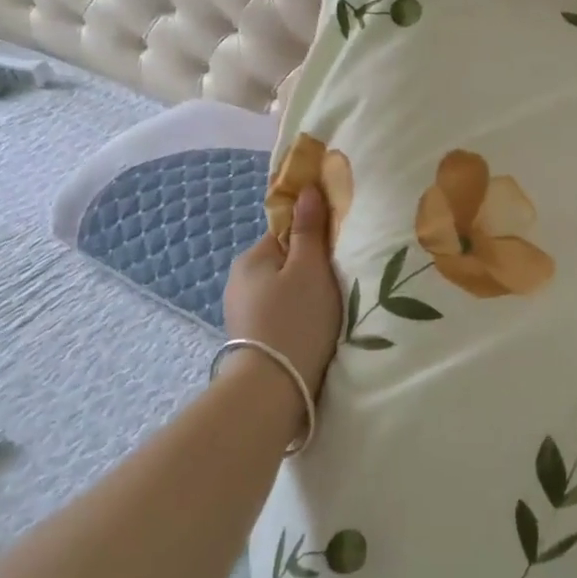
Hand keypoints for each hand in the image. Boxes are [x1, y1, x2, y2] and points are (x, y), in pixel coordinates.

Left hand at [223, 186, 342, 397]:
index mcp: (252, 258)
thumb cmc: (296, 320)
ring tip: (327, 312)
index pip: (287, 231)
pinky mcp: (250, 337)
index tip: (337, 253)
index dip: (314, 238)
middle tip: (337, 285)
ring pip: (281, 289)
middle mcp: (239, 280)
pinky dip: (294, 317)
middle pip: (284, 261)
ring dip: (302, 295)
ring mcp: (241, 311)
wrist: (273, 388)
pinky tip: (311, 331)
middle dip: (309, 269)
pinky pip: (278, 313)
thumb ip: (310, 229)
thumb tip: (307, 189)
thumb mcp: (310, 268)